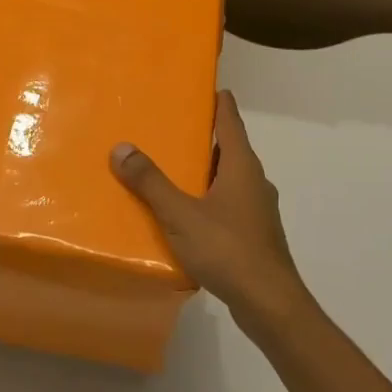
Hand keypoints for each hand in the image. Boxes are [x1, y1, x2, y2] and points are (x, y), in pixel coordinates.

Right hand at [111, 90, 303, 319]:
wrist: (270, 305)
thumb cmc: (229, 250)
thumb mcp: (180, 214)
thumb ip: (151, 182)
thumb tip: (122, 147)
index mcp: (241, 166)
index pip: (230, 121)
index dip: (219, 101)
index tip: (203, 85)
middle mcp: (253, 182)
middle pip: (227, 149)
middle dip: (202, 137)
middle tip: (170, 126)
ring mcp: (256, 210)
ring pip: (226, 179)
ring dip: (202, 171)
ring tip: (169, 168)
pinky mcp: (253, 235)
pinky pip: (225, 204)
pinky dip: (205, 199)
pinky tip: (183, 213)